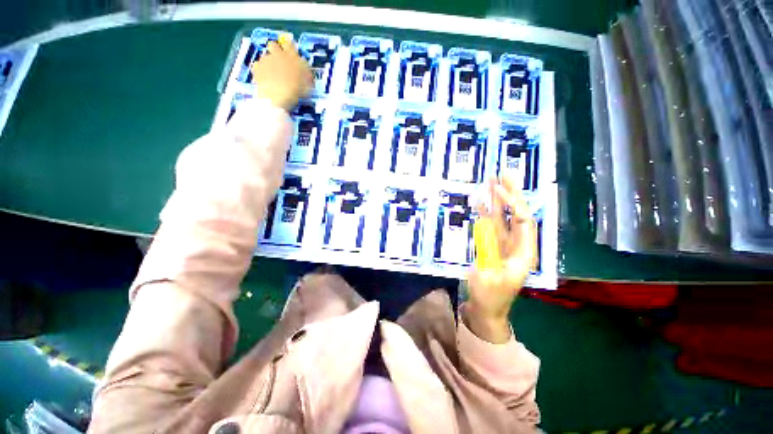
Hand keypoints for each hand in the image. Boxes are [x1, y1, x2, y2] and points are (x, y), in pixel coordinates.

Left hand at [251, 39, 313, 111]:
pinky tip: (264, 79)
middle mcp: (277, 54)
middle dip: (274, 51)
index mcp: (291, 56)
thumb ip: (305, 73)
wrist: (277, 96)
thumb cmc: (296, 90)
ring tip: (272, 76)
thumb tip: (305, 70)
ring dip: (268, 63)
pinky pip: (257, 66)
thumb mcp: (307, 83)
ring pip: (265, 57)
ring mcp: (265, 59)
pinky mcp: (256, 67)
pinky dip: (260, 71)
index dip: (289, 47)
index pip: (289, 44)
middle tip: (279, 62)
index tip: (290, 53)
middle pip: (273, 45)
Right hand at [464, 177, 537, 342]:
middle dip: (511, 194)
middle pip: (517, 215)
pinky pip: (491, 226)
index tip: (499, 189)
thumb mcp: (487, 277)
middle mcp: (518, 245)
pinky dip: (487, 213)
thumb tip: (485, 226)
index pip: (524, 221)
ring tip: (492, 182)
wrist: (486, 311)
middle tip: (503, 174)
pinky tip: (482, 202)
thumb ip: (487, 251)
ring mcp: (504, 245)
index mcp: (524, 253)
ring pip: (504, 218)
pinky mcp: (493, 246)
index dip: (513, 204)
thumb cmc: (489, 298)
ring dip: (498, 201)